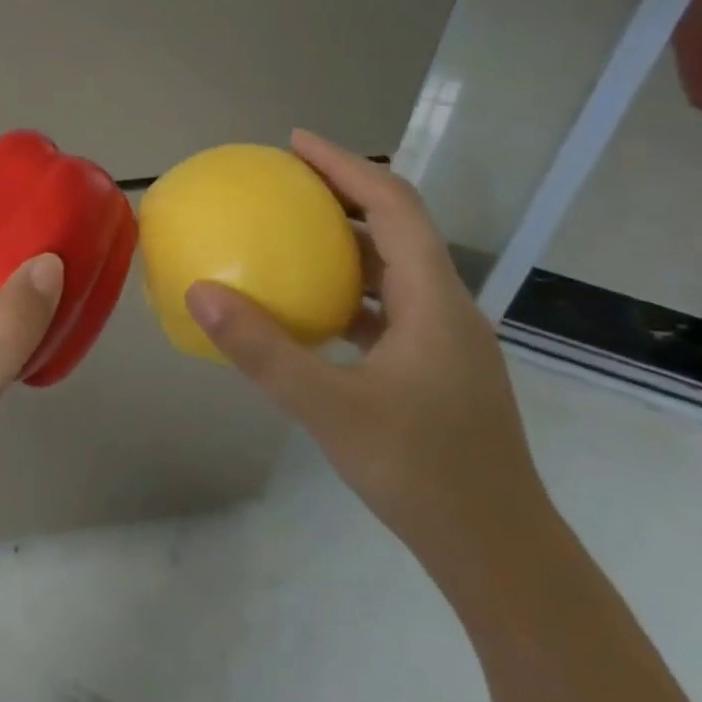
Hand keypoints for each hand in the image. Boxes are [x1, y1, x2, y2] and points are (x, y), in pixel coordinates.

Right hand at [184, 130, 554, 581]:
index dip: (346, 165)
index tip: (295, 143)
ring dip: (346, 240)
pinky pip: (386, 306)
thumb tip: (200, 293)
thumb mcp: (330, 409)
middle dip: (343, 192)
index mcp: (433, 300)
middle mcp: (445, 307)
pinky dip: (347, 289)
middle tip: (284, 180)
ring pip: (393, 267)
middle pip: (397, 226)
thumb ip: (263, 350)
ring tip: (290, 232)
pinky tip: (308, 308)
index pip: (393, 205)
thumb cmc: (423, 473)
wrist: (502, 557)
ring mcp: (444, 341)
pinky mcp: (436, 369)